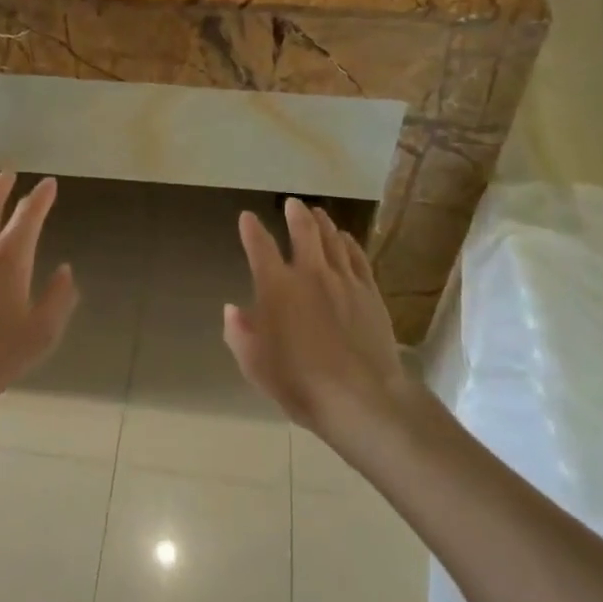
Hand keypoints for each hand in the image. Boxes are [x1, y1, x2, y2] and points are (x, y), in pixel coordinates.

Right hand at [225, 199, 414, 438]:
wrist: (363, 398)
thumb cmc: (300, 384)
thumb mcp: (256, 366)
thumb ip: (240, 334)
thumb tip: (232, 310)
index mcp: (277, 288)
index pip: (260, 247)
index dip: (251, 230)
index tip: (247, 217)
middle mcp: (310, 273)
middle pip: (303, 231)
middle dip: (295, 214)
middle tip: (292, 203)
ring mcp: (344, 280)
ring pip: (332, 239)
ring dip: (322, 222)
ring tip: (317, 213)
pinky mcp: (370, 292)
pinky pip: (357, 257)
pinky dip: (349, 243)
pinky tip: (346, 238)